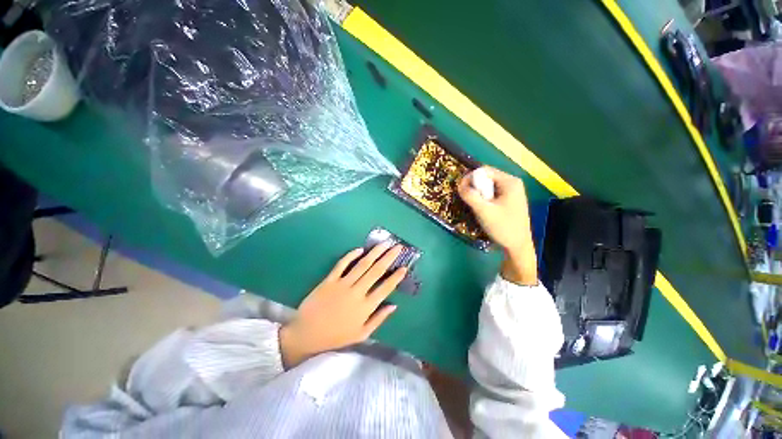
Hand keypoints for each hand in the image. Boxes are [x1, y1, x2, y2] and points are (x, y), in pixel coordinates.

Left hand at [279, 243, 406, 367]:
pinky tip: (360, 249)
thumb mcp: (361, 334)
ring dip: (374, 252)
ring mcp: (342, 284)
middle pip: (376, 271)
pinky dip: (351, 255)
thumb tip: (394, 305)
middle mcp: (357, 292)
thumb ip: (379, 319)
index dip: (396, 277)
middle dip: (389, 257)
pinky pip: (341, 264)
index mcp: (365, 307)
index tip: (404, 267)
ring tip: (384, 244)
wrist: (306, 335)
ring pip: (362, 264)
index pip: (385, 288)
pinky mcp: (329, 280)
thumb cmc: (336, 336)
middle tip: (398, 247)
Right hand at [458, 166, 537, 284]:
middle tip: (471, 202)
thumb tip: (460, 184)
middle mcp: (512, 183)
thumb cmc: (503, 227)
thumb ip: (470, 195)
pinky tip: (484, 210)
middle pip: (486, 178)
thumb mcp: (483, 210)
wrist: (518, 246)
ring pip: (488, 187)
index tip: (462, 191)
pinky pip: (492, 194)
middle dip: (475, 188)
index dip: (471, 178)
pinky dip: (484, 200)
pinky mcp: (509, 200)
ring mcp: (511, 192)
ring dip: (479, 195)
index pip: (484, 170)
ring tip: (478, 208)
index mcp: (510, 181)